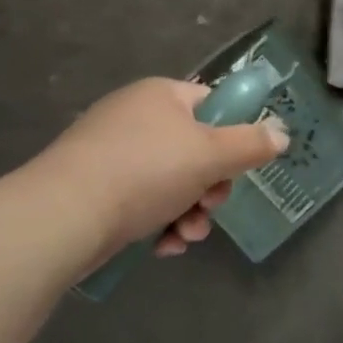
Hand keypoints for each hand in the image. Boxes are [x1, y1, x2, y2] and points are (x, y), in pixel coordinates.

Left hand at [26, 79, 288, 266]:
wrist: (62, 216)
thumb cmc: (145, 171)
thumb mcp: (212, 155)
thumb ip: (252, 144)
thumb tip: (281, 133)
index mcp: (161, 95)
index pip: (211, 105)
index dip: (231, 135)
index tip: (235, 167)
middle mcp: (134, 115)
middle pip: (193, 148)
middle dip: (210, 186)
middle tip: (211, 206)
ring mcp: (109, 152)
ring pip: (169, 181)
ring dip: (188, 211)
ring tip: (187, 236)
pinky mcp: (91, 188)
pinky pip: (139, 201)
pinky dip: (157, 223)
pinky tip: (162, 247)